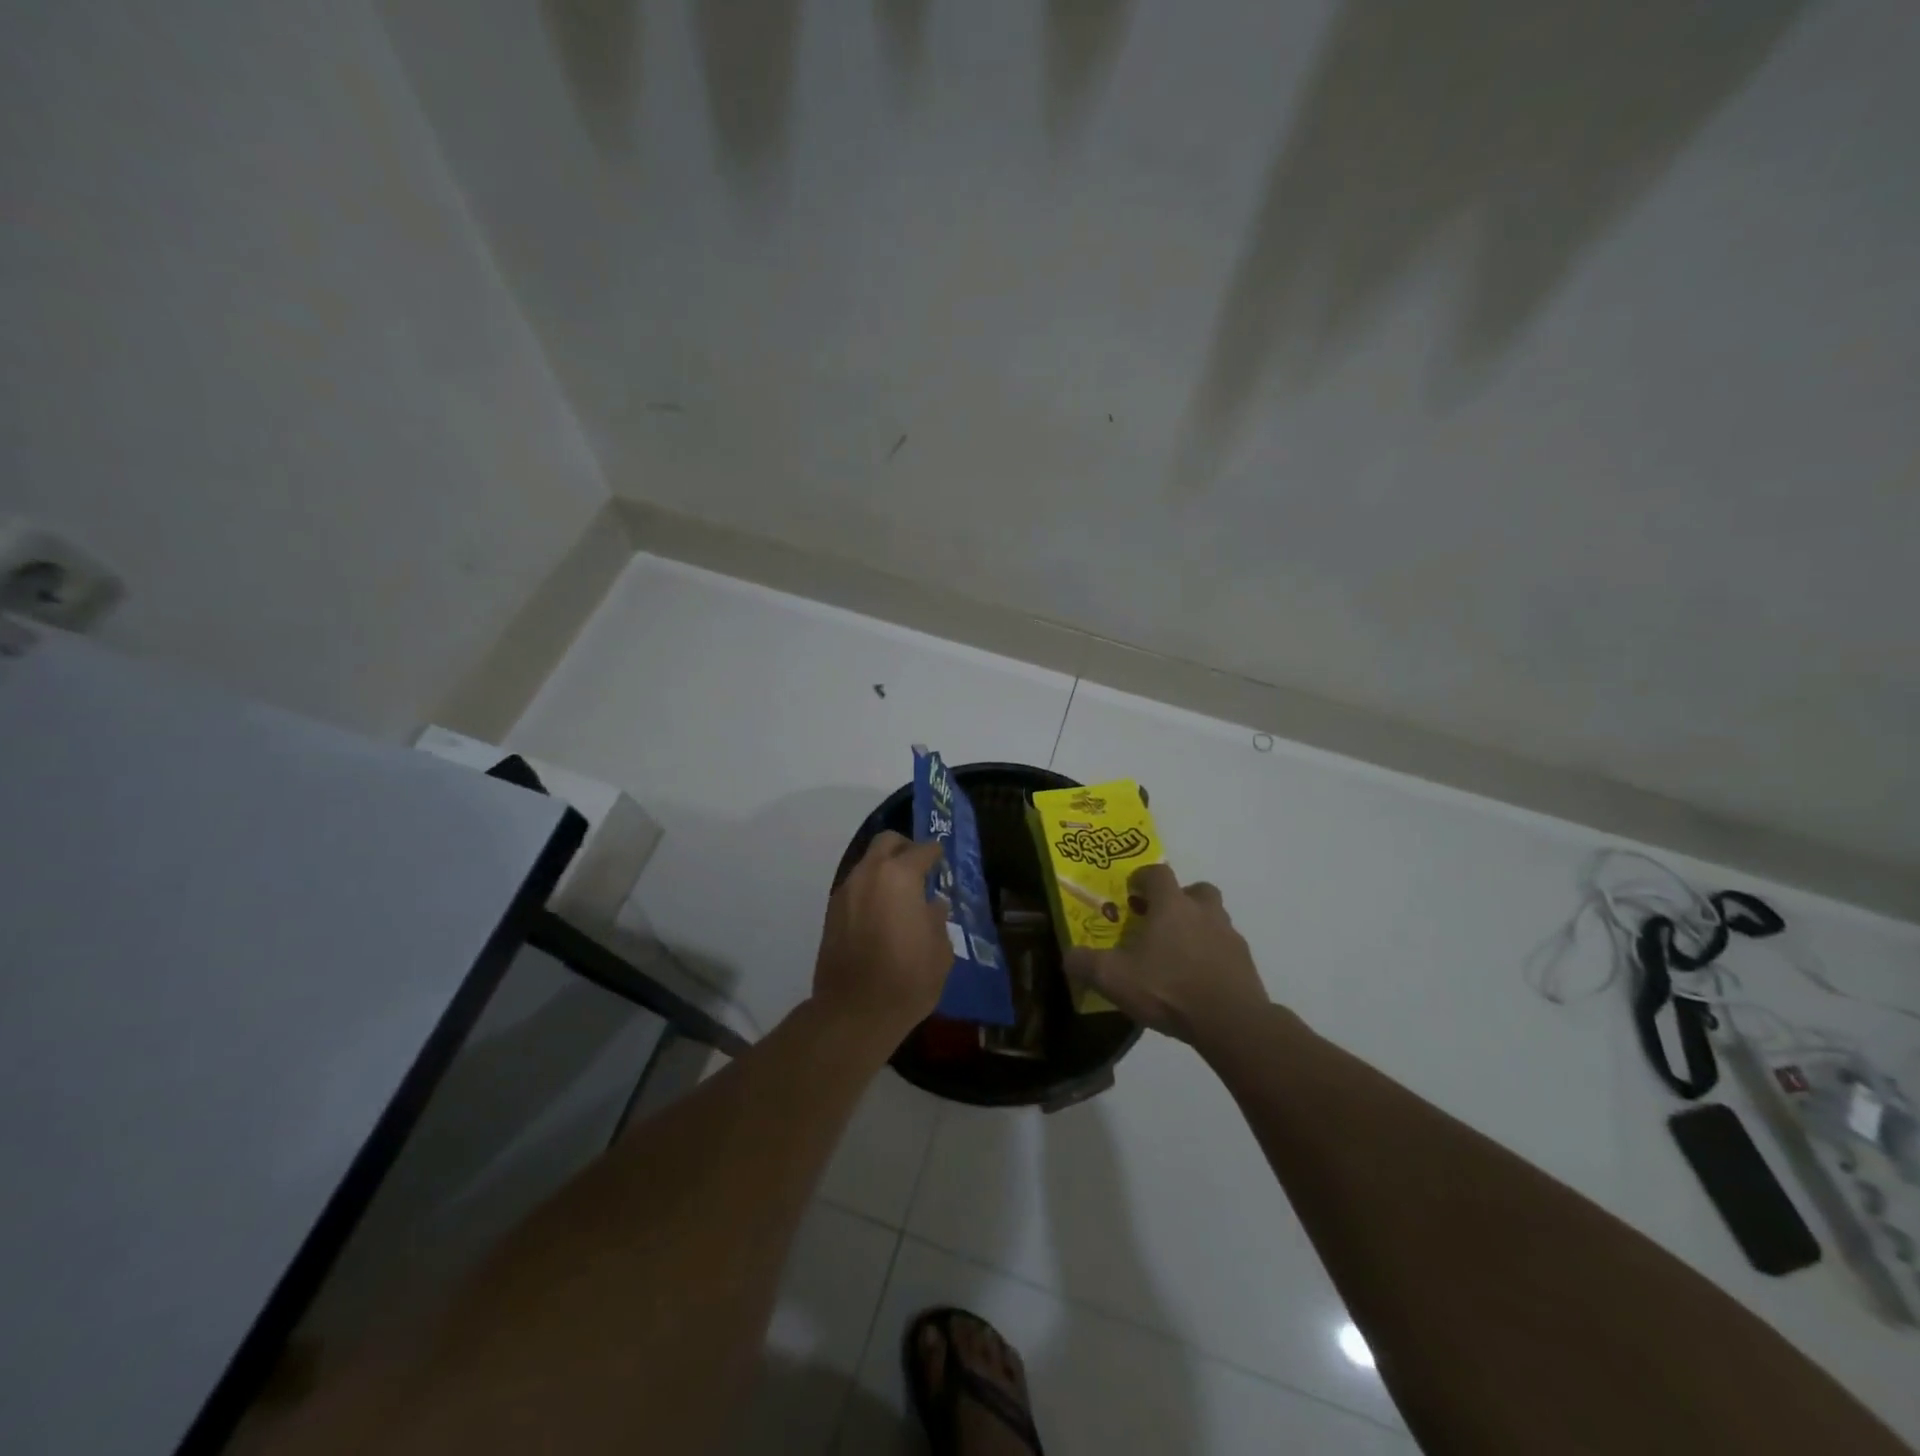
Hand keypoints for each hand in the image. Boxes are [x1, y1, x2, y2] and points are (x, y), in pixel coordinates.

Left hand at [811, 831, 952, 1043]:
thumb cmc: (907, 978)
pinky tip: (882, 913)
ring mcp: (845, 892)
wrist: (854, 1012)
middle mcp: (869, 874)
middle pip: (887, 842)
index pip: (922, 850)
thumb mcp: (940, 950)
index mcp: (900, 876)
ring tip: (901, 895)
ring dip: (885, 870)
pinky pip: (856, 887)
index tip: (943, 859)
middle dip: (905, 848)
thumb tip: (931, 906)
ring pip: (867, 864)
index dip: (936, 853)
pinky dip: (870, 890)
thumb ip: (937, 919)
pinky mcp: (831, 913)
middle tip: (920, 867)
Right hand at [1065, 863, 1268, 1044]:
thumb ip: (1086, 963)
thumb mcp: (1114, 978)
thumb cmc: (1168, 988)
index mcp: (1172, 905)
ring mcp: (1229, 936)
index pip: (1158, 873)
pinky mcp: (1245, 963)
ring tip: (1178, 954)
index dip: (1143, 878)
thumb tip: (1068, 956)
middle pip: (1195, 890)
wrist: (1231, 1022)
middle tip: (1161, 921)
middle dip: (1178, 900)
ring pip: (1213, 919)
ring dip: (1198, 927)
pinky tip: (1198, 980)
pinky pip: (1226, 950)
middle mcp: (1204, 911)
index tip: (1131, 892)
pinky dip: (1213, 956)